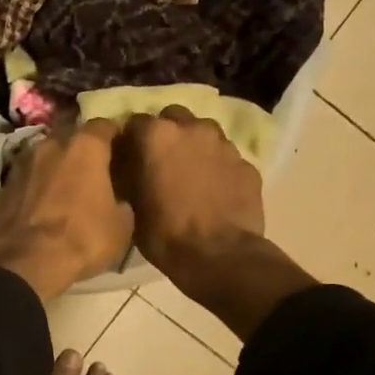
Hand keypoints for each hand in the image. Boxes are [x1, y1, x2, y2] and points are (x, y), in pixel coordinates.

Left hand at [0, 119, 132, 302]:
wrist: (23, 262)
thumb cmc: (81, 239)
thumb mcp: (121, 226)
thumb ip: (121, 202)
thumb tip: (117, 200)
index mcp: (84, 147)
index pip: (104, 125)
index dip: (113, 135)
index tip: (120, 148)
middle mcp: (50, 146)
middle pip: (69, 137)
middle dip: (80, 150)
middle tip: (91, 170)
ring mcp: (20, 165)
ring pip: (42, 157)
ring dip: (53, 168)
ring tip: (62, 188)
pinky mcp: (0, 188)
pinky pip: (23, 182)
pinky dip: (31, 189)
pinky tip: (36, 208)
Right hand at [114, 108, 313, 340]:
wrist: (219, 256)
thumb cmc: (164, 233)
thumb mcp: (131, 205)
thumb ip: (128, 173)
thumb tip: (126, 164)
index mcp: (156, 135)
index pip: (134, 122)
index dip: (130, 141)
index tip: (129, 159)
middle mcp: (192, 128)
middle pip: (173, 118)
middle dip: (166, 134)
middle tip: (161, 162)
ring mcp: (224, 144)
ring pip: (203, 133)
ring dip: (194, 147)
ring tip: (190, 175)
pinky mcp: (247, 164)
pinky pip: (226, 158)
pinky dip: (217, 168)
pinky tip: (214, 192)